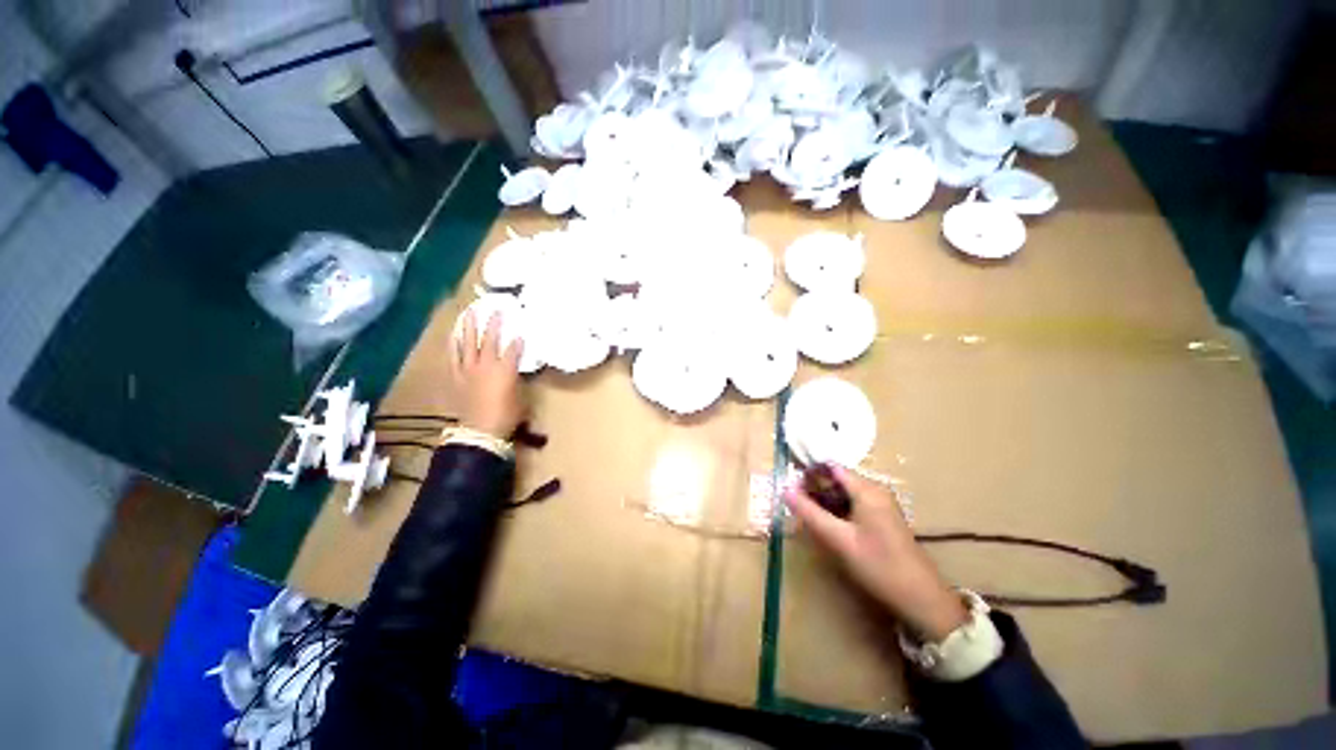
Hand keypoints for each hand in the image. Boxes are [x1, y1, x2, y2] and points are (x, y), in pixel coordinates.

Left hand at [452, 311, 525, 438]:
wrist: (480, 431)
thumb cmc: (506, 415)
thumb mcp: (521, 397)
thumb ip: (518, 380)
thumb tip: (516, 372)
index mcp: (505, 370)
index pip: (513, 349)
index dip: (517, 341)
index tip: (521, 333)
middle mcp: (486, 365)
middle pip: (490, 340)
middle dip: (494, 324)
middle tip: (496, 310)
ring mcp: (468, 369)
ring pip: (468, 343)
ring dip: (469, 327)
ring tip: (470, 312)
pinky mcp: (456, 376)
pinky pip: (454, 356)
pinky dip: (454, 344)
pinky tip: (454, 335)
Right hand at [786, 465, 967, 641]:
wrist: (922, 599)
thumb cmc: (879, 566)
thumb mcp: (839, 539)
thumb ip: (810, 513)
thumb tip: (785, 489)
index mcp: (867, 489)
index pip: (831, 467)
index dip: (809, 473)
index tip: (791, 487)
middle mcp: (875, 490)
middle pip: (837, 478)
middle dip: (814, 488)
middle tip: (796, 505)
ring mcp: (880, 504)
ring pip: (843, 492)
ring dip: (824, 500)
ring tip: (807, 516)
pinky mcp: (882, 518)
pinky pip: (853, 504)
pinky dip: (836, 509)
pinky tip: (827, 525)